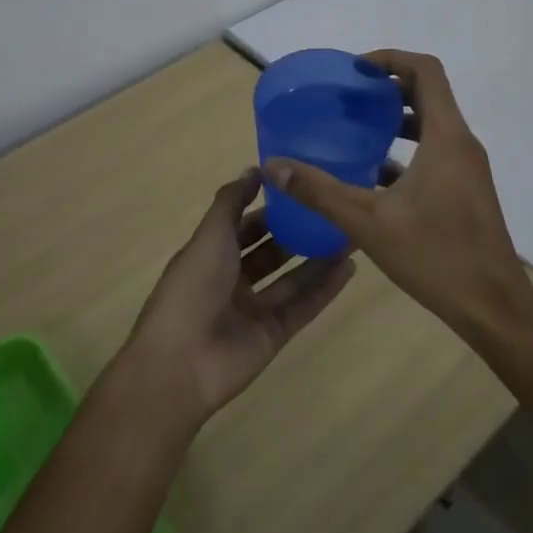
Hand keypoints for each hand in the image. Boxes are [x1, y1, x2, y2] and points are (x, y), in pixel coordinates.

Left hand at [124, 169, 354, 427]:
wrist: (181, 363)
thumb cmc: (192, 288)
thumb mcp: (210, 235)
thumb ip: (232, 202)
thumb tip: (254, 169)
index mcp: (210, 254)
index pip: (244, 225)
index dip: (268, 207)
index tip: (300, 188)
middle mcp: (232, 280)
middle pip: (270, 251)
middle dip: (298, 232)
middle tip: (332, 211)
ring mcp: (253, 309)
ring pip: (292, 279)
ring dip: (318, 258)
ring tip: (351, 235)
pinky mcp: (273, 334)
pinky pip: (303, 307)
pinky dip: (325, 289)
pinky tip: (350, 267)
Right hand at [261, 50, 532, 340]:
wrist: (493, 307)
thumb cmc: (435, 255)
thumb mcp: (368, 222)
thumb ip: (319, 191)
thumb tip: (274, 166)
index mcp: (446, 136)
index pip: (425, 71)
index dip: (390, 59)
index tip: (355, 70)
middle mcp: (462, 143)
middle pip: (428, 93)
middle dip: (388, 88)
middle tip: (348, 97)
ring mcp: (467, 169)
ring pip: (432, 125)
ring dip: (397, 120)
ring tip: (356, 130)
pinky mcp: (466, 191)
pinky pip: (435, 153)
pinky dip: (407, 151)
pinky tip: (373, 175)